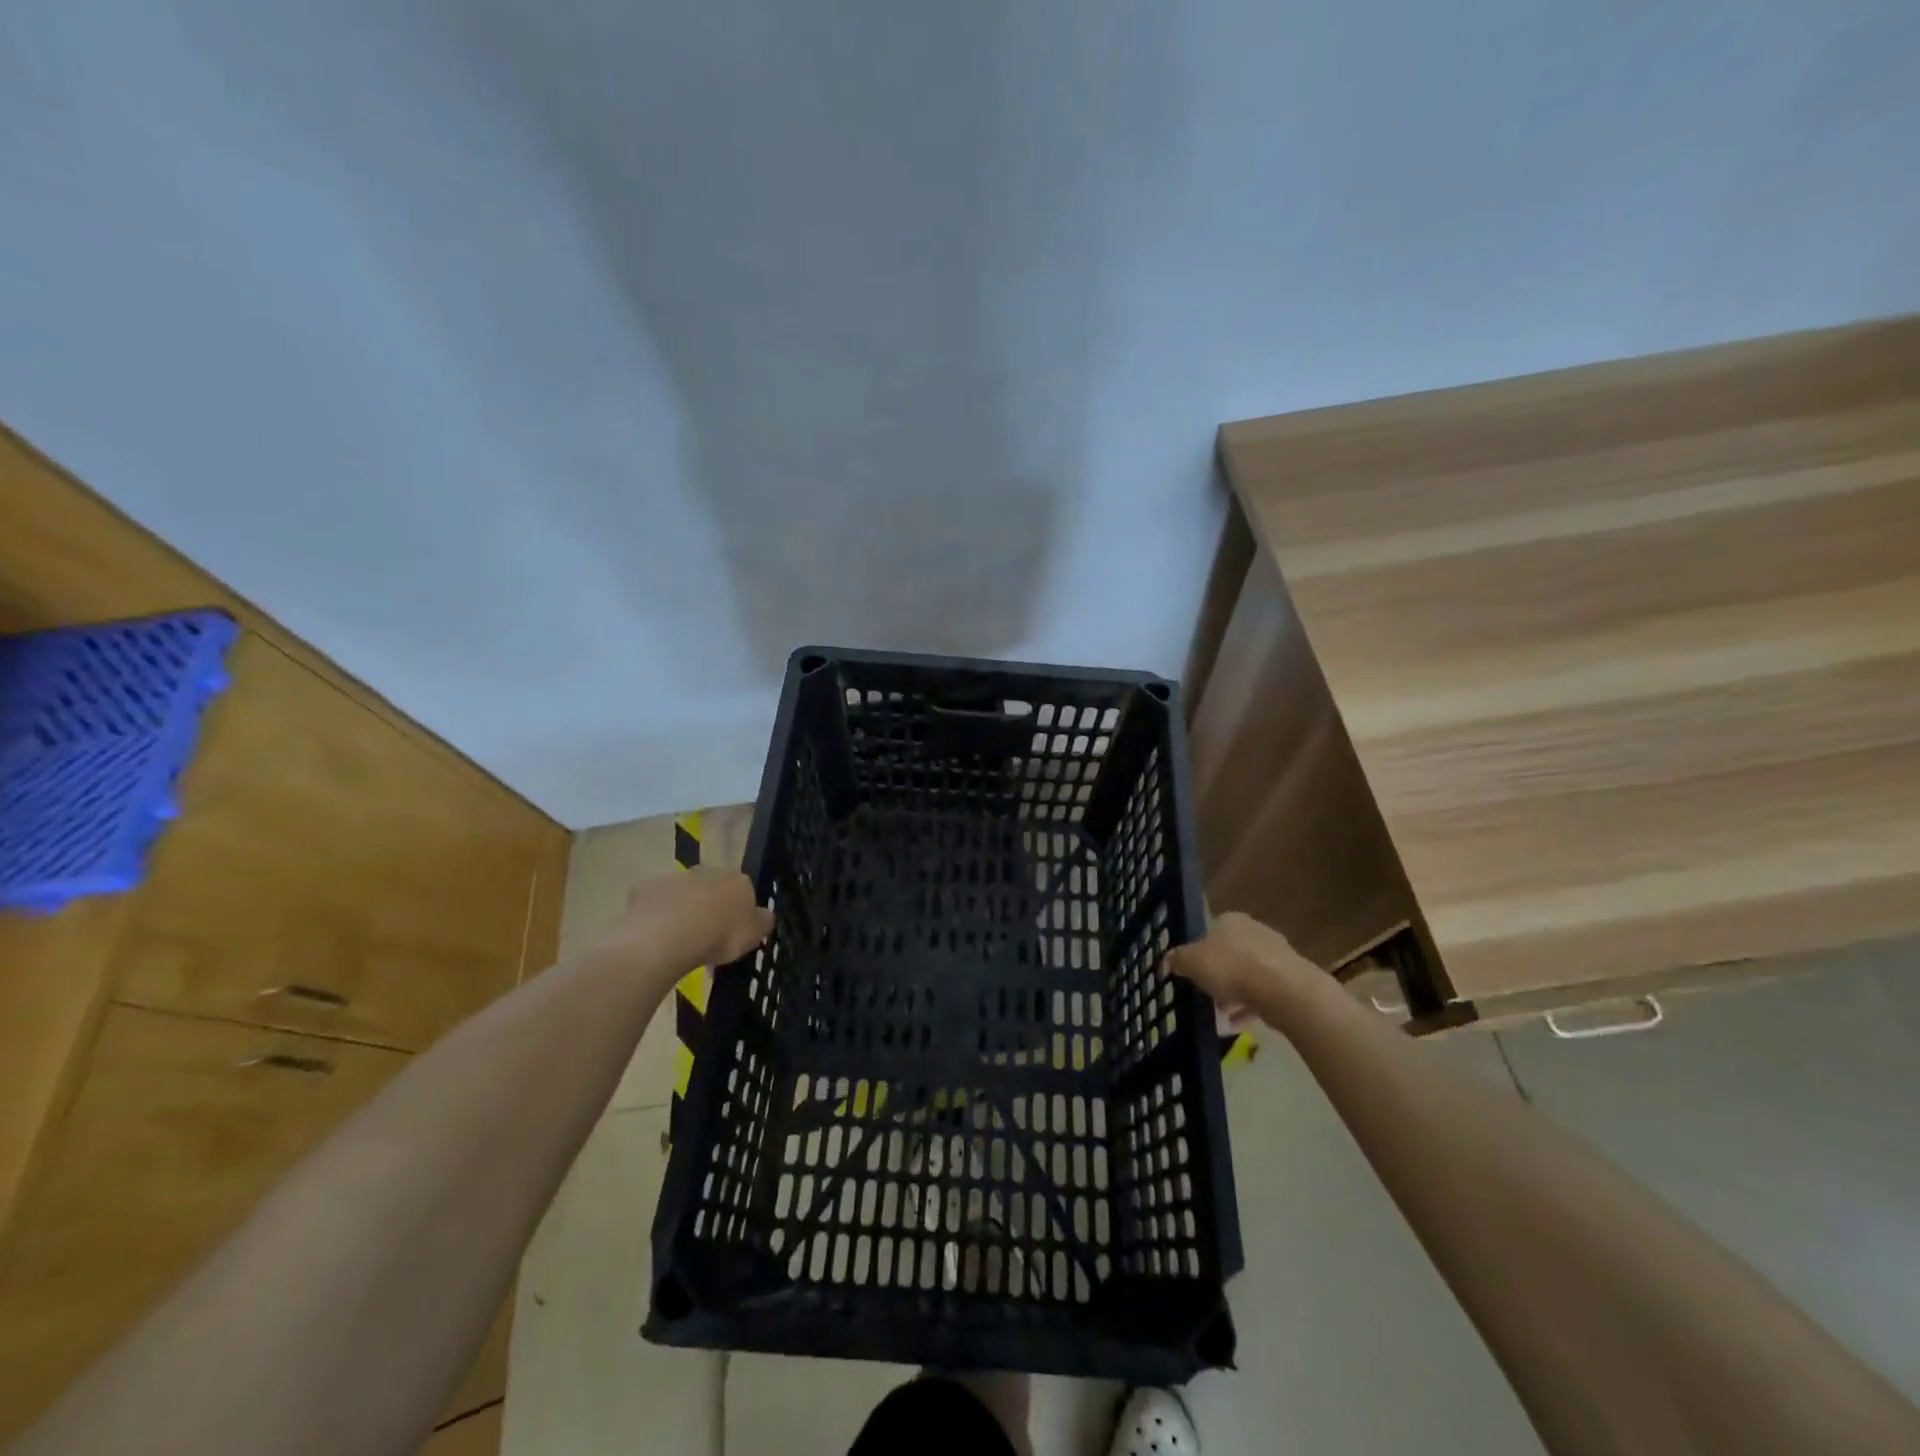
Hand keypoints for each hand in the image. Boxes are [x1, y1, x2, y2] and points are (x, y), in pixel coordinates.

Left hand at [597, 869, 774, 972]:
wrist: (668, 938)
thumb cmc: (719, 936)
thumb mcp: (754, 936)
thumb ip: (763, 921)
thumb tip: (765, 915)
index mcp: (738, 880)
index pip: (743, 890)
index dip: (738, 911)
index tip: (733, 933)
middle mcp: (707, 871)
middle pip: (711, 888)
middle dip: (709, 907)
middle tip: (705, 937)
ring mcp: (674, 877)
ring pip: (682, 893)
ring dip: (682, 910)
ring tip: (678, 942)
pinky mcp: (645, 888)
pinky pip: (653, 902)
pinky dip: (655, 915)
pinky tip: (654, 937)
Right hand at [1163, 912, 1320, 1025]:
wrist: (1283, 990)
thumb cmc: (1231, 967)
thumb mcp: (1191, 962)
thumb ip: (1176, 960)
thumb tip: (1166, 961)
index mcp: (1231, 921)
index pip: (1209, 933)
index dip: (1197, 954)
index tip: (1191, 975)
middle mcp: (1255, 932)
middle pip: (1229, 955)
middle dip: (1216, 977)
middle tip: (1204, 997)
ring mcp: (1276, 956)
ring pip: (1246, 976)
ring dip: (1232, 995)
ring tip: (1219, 1017)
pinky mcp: (1290, 980)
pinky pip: (1262, 994)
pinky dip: (1248, 1008)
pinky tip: (1236, 1025)